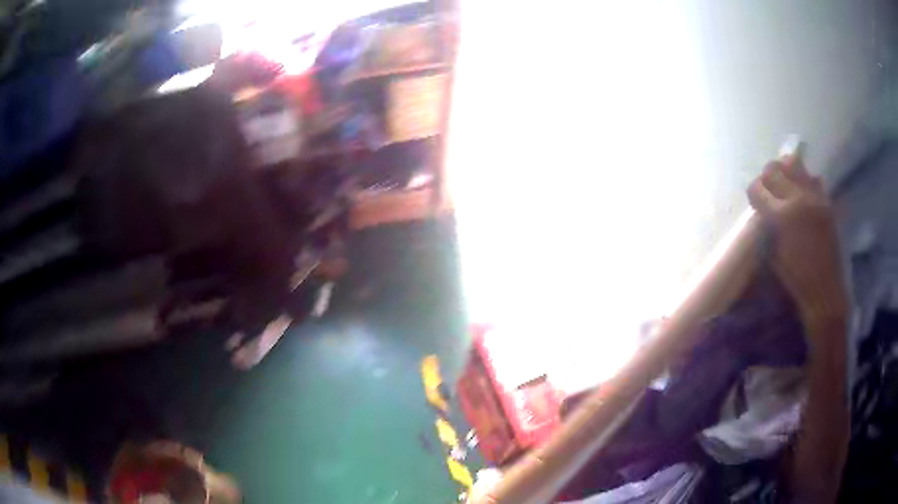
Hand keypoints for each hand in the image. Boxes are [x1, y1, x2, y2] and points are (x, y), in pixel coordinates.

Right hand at [747, 156, 848, 343]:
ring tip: (786, 183)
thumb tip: (764, 209)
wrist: (825, 290)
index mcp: (780, 217)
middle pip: (773, 170)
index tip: (755, 201)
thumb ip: (768, 226)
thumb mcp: (774, 255)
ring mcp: (813, 197)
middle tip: (768, 189)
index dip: (754, 193)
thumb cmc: (796, 280)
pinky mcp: (826, 201)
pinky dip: (806, 181)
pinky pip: (813, 178)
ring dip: (786, 171)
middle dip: (767, 177)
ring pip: (794, 163)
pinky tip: (805, 195)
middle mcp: (796, 199)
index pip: (758, 189)